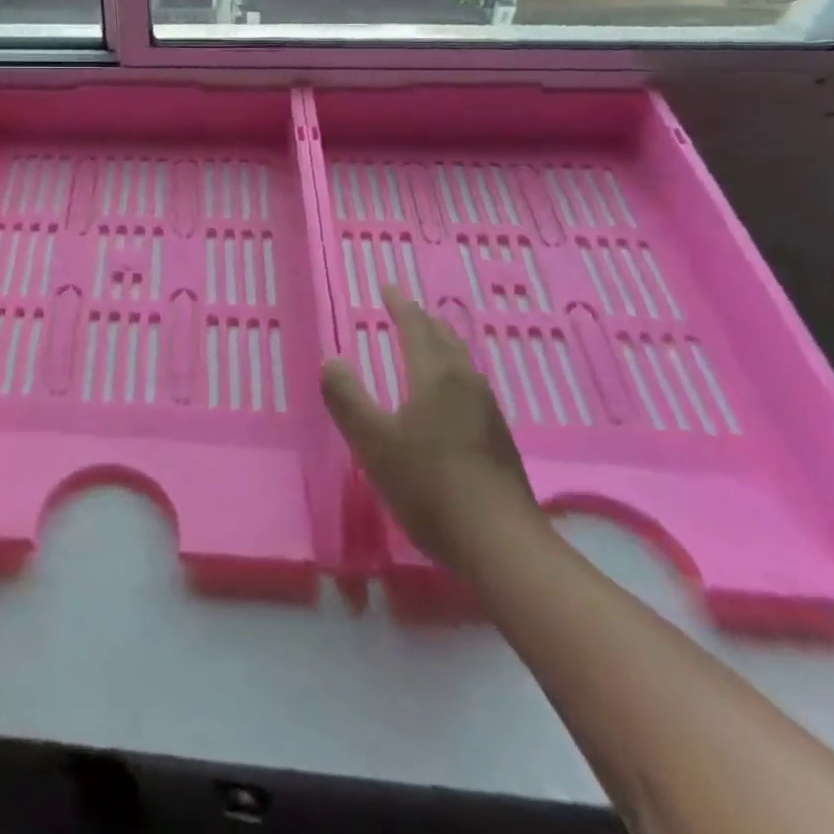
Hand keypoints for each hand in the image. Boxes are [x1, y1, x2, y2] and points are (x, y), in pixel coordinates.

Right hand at [320, 286, 543, 570]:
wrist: (502, 546)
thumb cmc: (429, 485)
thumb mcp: (372, 441)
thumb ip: (346, 397)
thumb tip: (331, 360)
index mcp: (436, 376)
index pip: (416, 327)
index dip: (399, 306)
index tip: (387, 288)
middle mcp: (466, 384)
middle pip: (444, 339)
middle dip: (422, 321)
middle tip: (405, 310)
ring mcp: (487, 412)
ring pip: (461, 363)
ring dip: (440, 346)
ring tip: (425, 344)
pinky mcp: (498, 440)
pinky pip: (468, 387)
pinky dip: (450, 373)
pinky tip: (447, 397)